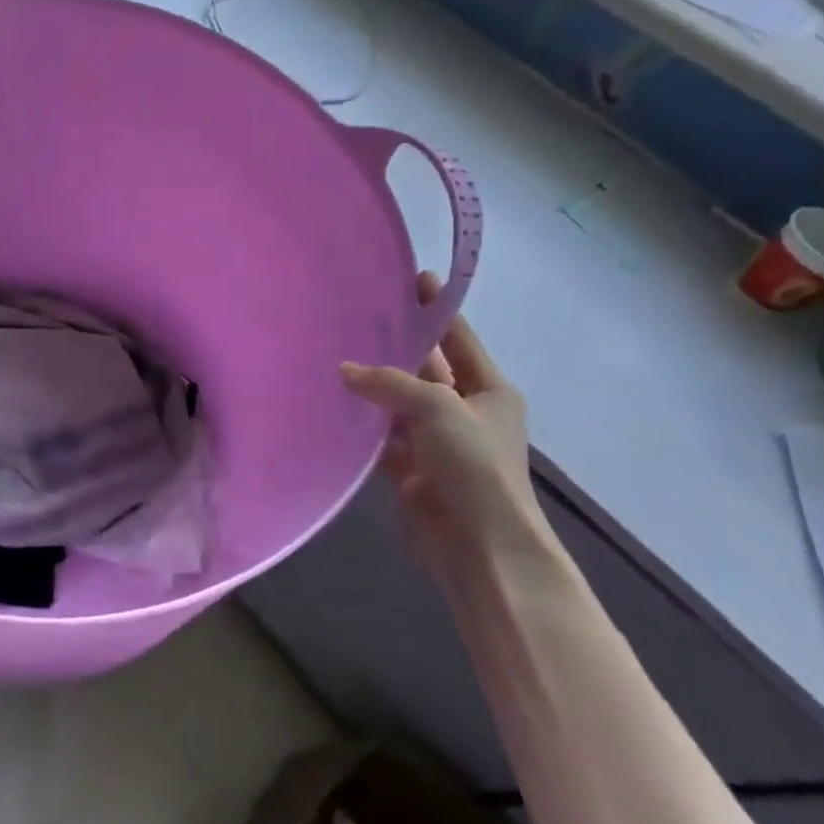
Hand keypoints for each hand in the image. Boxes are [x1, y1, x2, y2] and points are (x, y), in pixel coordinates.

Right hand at [341, 272, 547, 569]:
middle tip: (359, 316)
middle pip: (427, 369)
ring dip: (374, 386)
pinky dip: (363, 424)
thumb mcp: (438, 408)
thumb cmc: (474, 466)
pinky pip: (382, 437)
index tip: (414, 278)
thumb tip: (345, 371)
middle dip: (398, 347)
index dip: (437, 311)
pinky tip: (334, 404)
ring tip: (334, 353)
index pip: (459, 340)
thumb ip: (390, 383)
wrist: (480, 545)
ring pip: (399, 403)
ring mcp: (436, 442)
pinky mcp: (411, 470)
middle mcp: (464, 412)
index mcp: (489, 391)